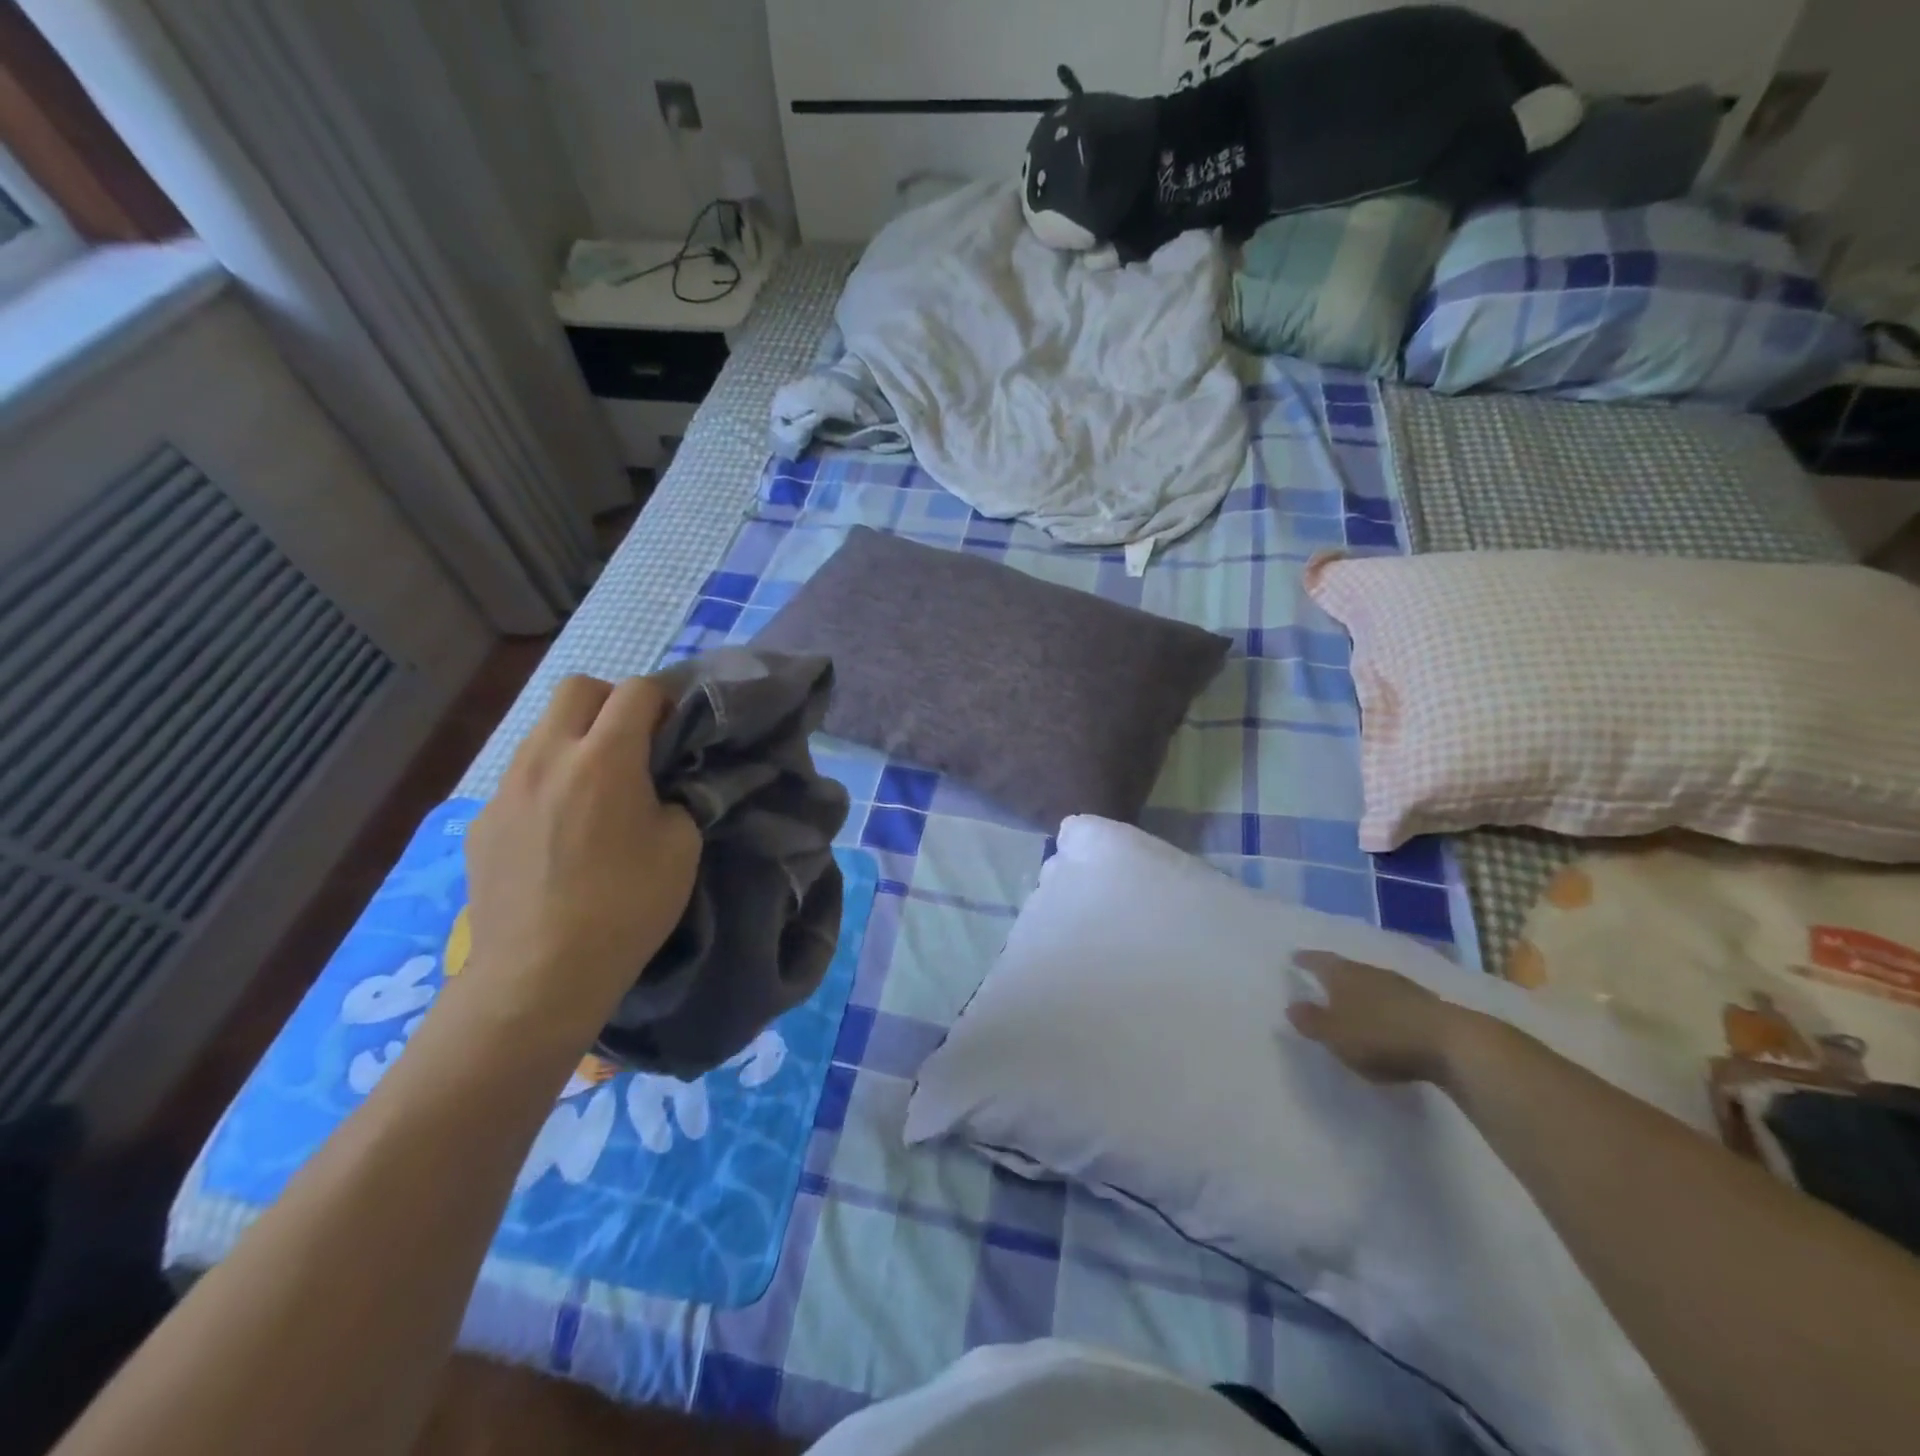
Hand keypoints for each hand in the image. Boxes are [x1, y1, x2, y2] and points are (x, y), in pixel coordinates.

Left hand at [460, 675, 700, 1038]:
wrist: (540, 974)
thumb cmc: (626, 906)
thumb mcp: (681, 846)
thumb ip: (675, 798)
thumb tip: (659, 788)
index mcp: (605, 758)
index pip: (636, 689)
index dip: (663, 698)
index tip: (675, 728)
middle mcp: (548, 756)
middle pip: (577, 688)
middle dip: (611, 702)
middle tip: (633, 744)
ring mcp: (506, 788)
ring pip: (542, 731)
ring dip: (575, 740)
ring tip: (594, 790)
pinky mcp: (483, 821)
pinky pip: (520, 778)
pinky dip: (547, 783)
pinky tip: (558, 832)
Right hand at [1286, 951, 1469, 1085]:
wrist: (1451, 1044)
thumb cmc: (1380, 1036)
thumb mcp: (1335, 1034)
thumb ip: (1311, 1021)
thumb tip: (1291, 1005)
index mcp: (1343, 975)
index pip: (1318, 961)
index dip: (1305, 960)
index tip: (1294, 958)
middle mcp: (1370, 972)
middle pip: (1346, 968)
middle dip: (1333, 973)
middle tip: (1320, 978)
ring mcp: (1401, 986)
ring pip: (1372, 982)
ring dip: (1361, 989)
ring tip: (1352, 998)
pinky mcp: (1426, 1004)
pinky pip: (1394, 998)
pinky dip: (1383, 1004)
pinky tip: (1385, 1015)